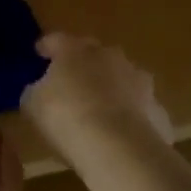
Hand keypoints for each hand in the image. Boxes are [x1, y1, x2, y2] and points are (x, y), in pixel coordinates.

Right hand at [21, 33, 173, 163]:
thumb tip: (40, 88)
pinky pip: (139, 108)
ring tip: (99, 109)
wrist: (119, 149)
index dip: (46, 47)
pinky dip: (130, 116)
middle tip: (71, 82)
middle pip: (94, 54)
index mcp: (75, 50)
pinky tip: (120, 135)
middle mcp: (110, 57)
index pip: (56, 40)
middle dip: (83, 65)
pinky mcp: (158, 110)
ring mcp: (139, 82)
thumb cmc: (67, 117)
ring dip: (111, 89)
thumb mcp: (33, 104)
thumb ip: (36, 90)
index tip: (39, 54)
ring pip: (122, 79)